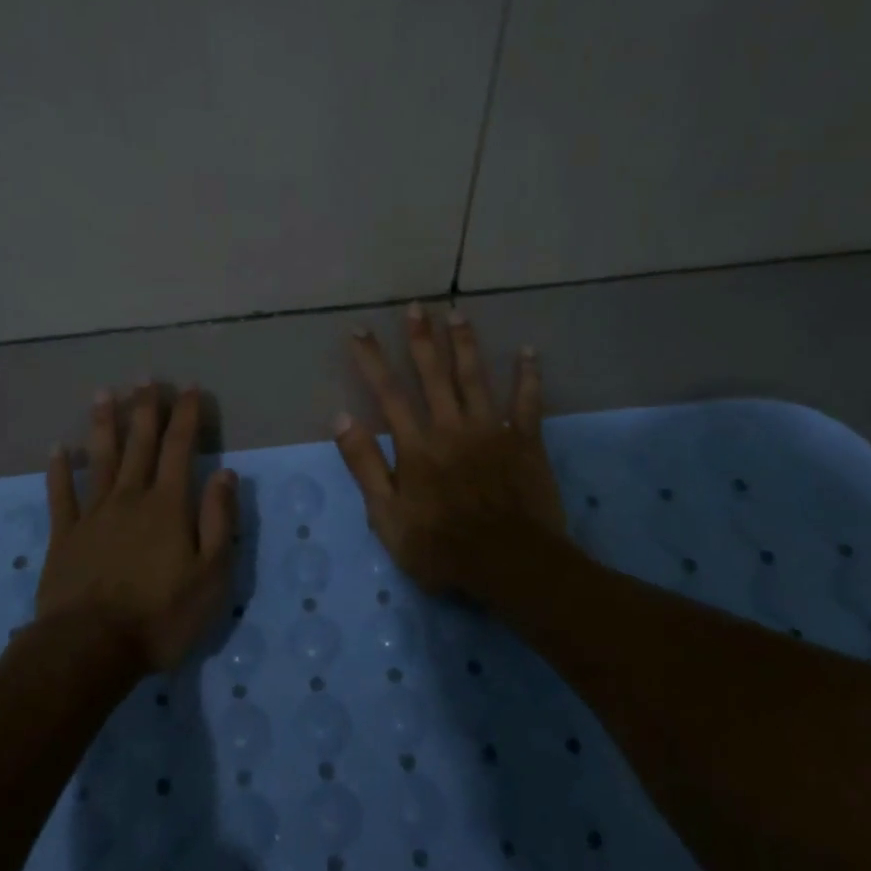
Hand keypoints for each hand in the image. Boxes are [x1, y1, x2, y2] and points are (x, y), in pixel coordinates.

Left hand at [37, 384, 238, 672]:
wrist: (90, 649)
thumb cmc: (161, 616)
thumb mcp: (212, 576)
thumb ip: (219, 521)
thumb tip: (225, 474)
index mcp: (168, 506)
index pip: (181, 449)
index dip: (187, 416)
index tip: (190, 388)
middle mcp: (130, 499)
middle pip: (140, 444)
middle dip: (145, 409)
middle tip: (145, 377)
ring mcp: (93, 515)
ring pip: (99, 459)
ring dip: (104, 425)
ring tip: (104, 393)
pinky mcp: (64, 537)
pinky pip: (61, 495)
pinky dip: (60, 470)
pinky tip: (58, 448)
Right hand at [334, 305, 565, 598]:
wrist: (510, 564)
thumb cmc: (441, 547)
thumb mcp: (387, 516)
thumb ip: (365, 465)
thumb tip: (341, 418)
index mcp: (417, 445)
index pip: (388, 393)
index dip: (372, 360)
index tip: (359, 330)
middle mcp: (451, 427)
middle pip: (433, 375)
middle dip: (422, 339)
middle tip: (416, 307)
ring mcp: (491, 431)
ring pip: (475, 378)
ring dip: (465, 345)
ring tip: (457, 314)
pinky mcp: (525, 441)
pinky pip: (527, 402)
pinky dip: (528, 376)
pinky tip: (528, 351)